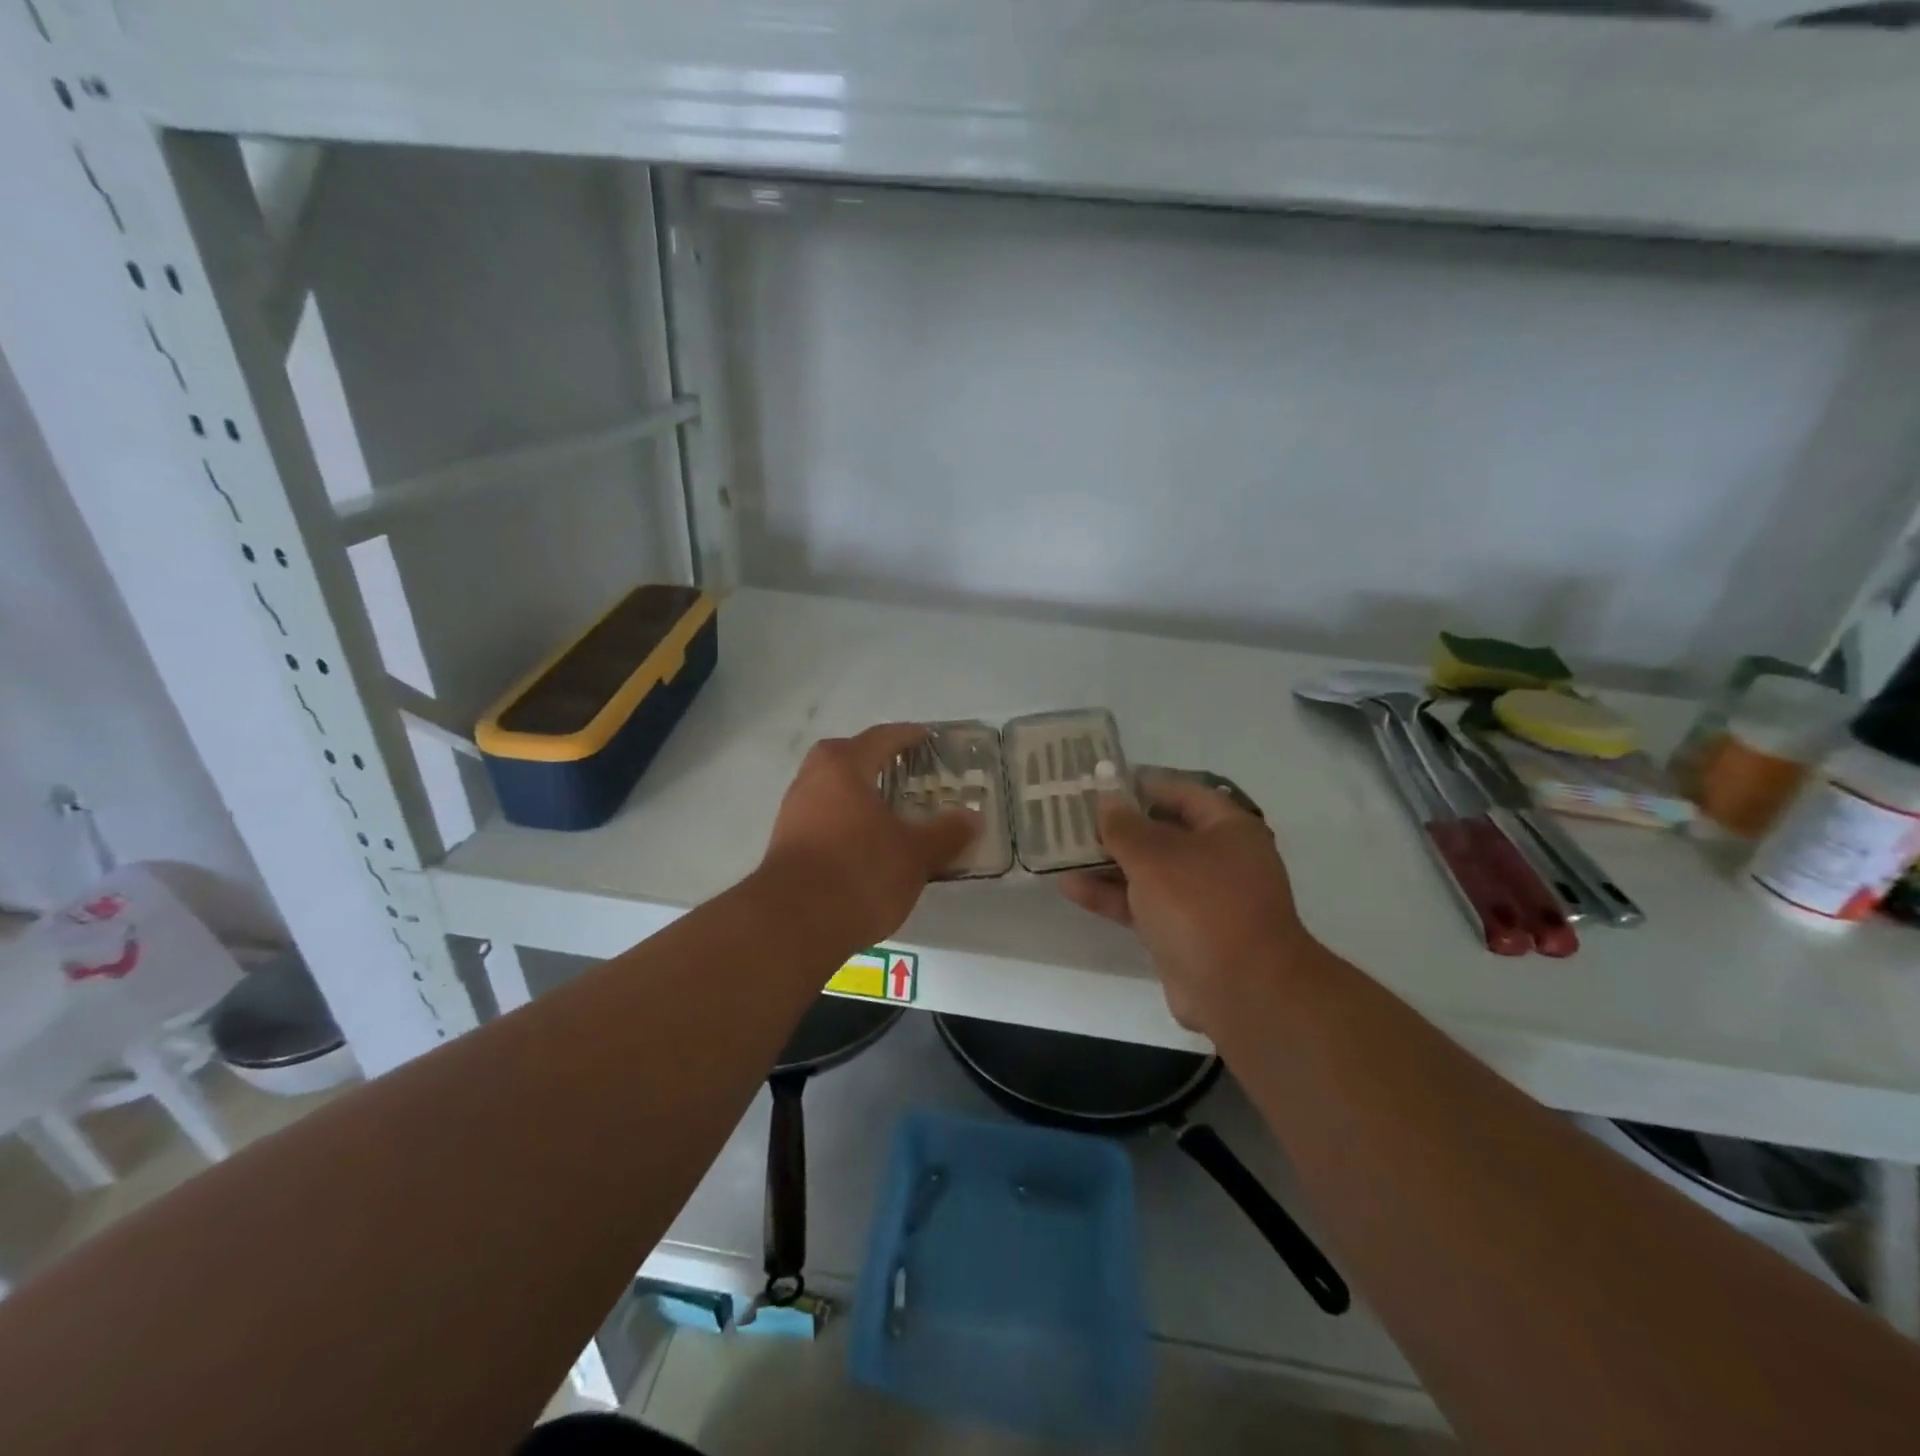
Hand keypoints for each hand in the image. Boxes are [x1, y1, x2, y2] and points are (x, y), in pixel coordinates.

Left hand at [759, 723, 980, 954]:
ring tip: (890, 811)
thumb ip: (946, 833)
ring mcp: (793, 812)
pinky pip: (822, 817)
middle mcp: (812, 779)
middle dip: (875, 760)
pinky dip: (845, 820)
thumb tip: (972, 818)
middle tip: (905, 773)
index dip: (908, 736)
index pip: (881, 738)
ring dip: (858, 793)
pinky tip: (865, 843)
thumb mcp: (915, 854)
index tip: (927, 738)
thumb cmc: (860, 872)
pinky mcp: (785, 844)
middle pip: (847, 757)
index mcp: (844, 767)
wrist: (792, 925)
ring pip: (831, 789)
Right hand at [1059, 771, 1314, 1033]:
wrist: (1241, 991)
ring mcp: (1200, 898)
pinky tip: (1071, 887)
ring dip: (1108, 863)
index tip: (1100, 783)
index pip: (1181, 791)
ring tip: (1063, 851)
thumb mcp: (1156, 856)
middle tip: (1073, 818)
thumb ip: (1125, 827)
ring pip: (1148, 871)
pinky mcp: (1182, 932)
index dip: (1141, 784)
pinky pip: (1143, 904)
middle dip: (1117, 827)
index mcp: (1226, 828)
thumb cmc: (1201, 905)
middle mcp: (1218, 859)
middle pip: (1162, 831)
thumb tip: (1107, 802)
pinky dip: (1112, 896)